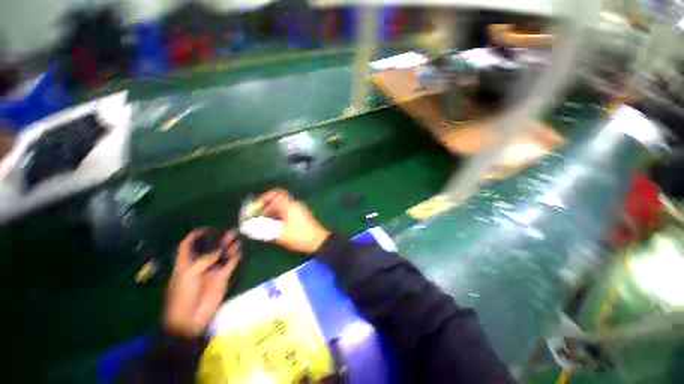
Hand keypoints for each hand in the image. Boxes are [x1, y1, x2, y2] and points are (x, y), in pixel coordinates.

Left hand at [164, 229, 240, 336]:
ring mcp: (212, 271)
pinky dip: (235, 257)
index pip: (187, 246)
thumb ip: (204, 260)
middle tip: (228, 231)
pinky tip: (239, 251)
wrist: (190, 318)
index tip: (205, 229)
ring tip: (236, 237)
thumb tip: (219, 250)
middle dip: (217, 239)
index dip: (194, 237)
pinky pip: (230, 264)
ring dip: (228, 246)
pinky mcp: (222, 277)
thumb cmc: (183, 295)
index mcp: (185, 264)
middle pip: (209, 248)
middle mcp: (200, 265)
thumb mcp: (188, 275)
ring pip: (222, 255)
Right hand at [258, 189, 330, 253]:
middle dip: (267, 204)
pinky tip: (275, 223)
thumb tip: (250, 226)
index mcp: (290, 206)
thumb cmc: (300, 237)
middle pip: (279, 198)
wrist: (319, 240)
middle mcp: (295, 204)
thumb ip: (264, 230)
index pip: (277, 193)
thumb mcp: (280, 235)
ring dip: (273, 209)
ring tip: (264, 220)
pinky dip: (280, 213)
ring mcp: (300, 208)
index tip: (257, 204)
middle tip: (258, 213)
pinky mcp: (302, 214)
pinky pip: (288, 209)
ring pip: (283, 204)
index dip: (265, 196)